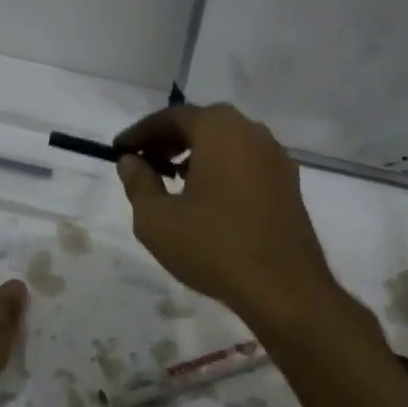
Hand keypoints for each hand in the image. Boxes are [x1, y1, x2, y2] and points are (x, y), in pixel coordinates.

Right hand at [114, 105, 338, 333]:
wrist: (284, 289)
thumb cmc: (213, 247)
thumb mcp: (157, 220)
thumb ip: (138, 183)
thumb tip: (130, 161)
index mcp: (219, 130)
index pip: (171, 117)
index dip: (140, 132)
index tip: (119, 150)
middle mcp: (252, 132)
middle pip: (202, 123)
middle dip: (169, 139)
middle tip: (144, 162)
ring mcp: (276, 157)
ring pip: (226, 141)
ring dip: (195, 153)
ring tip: (172, 180)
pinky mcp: (288, 183)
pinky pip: (245, 161)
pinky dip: (220, 167)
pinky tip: (206, 197)